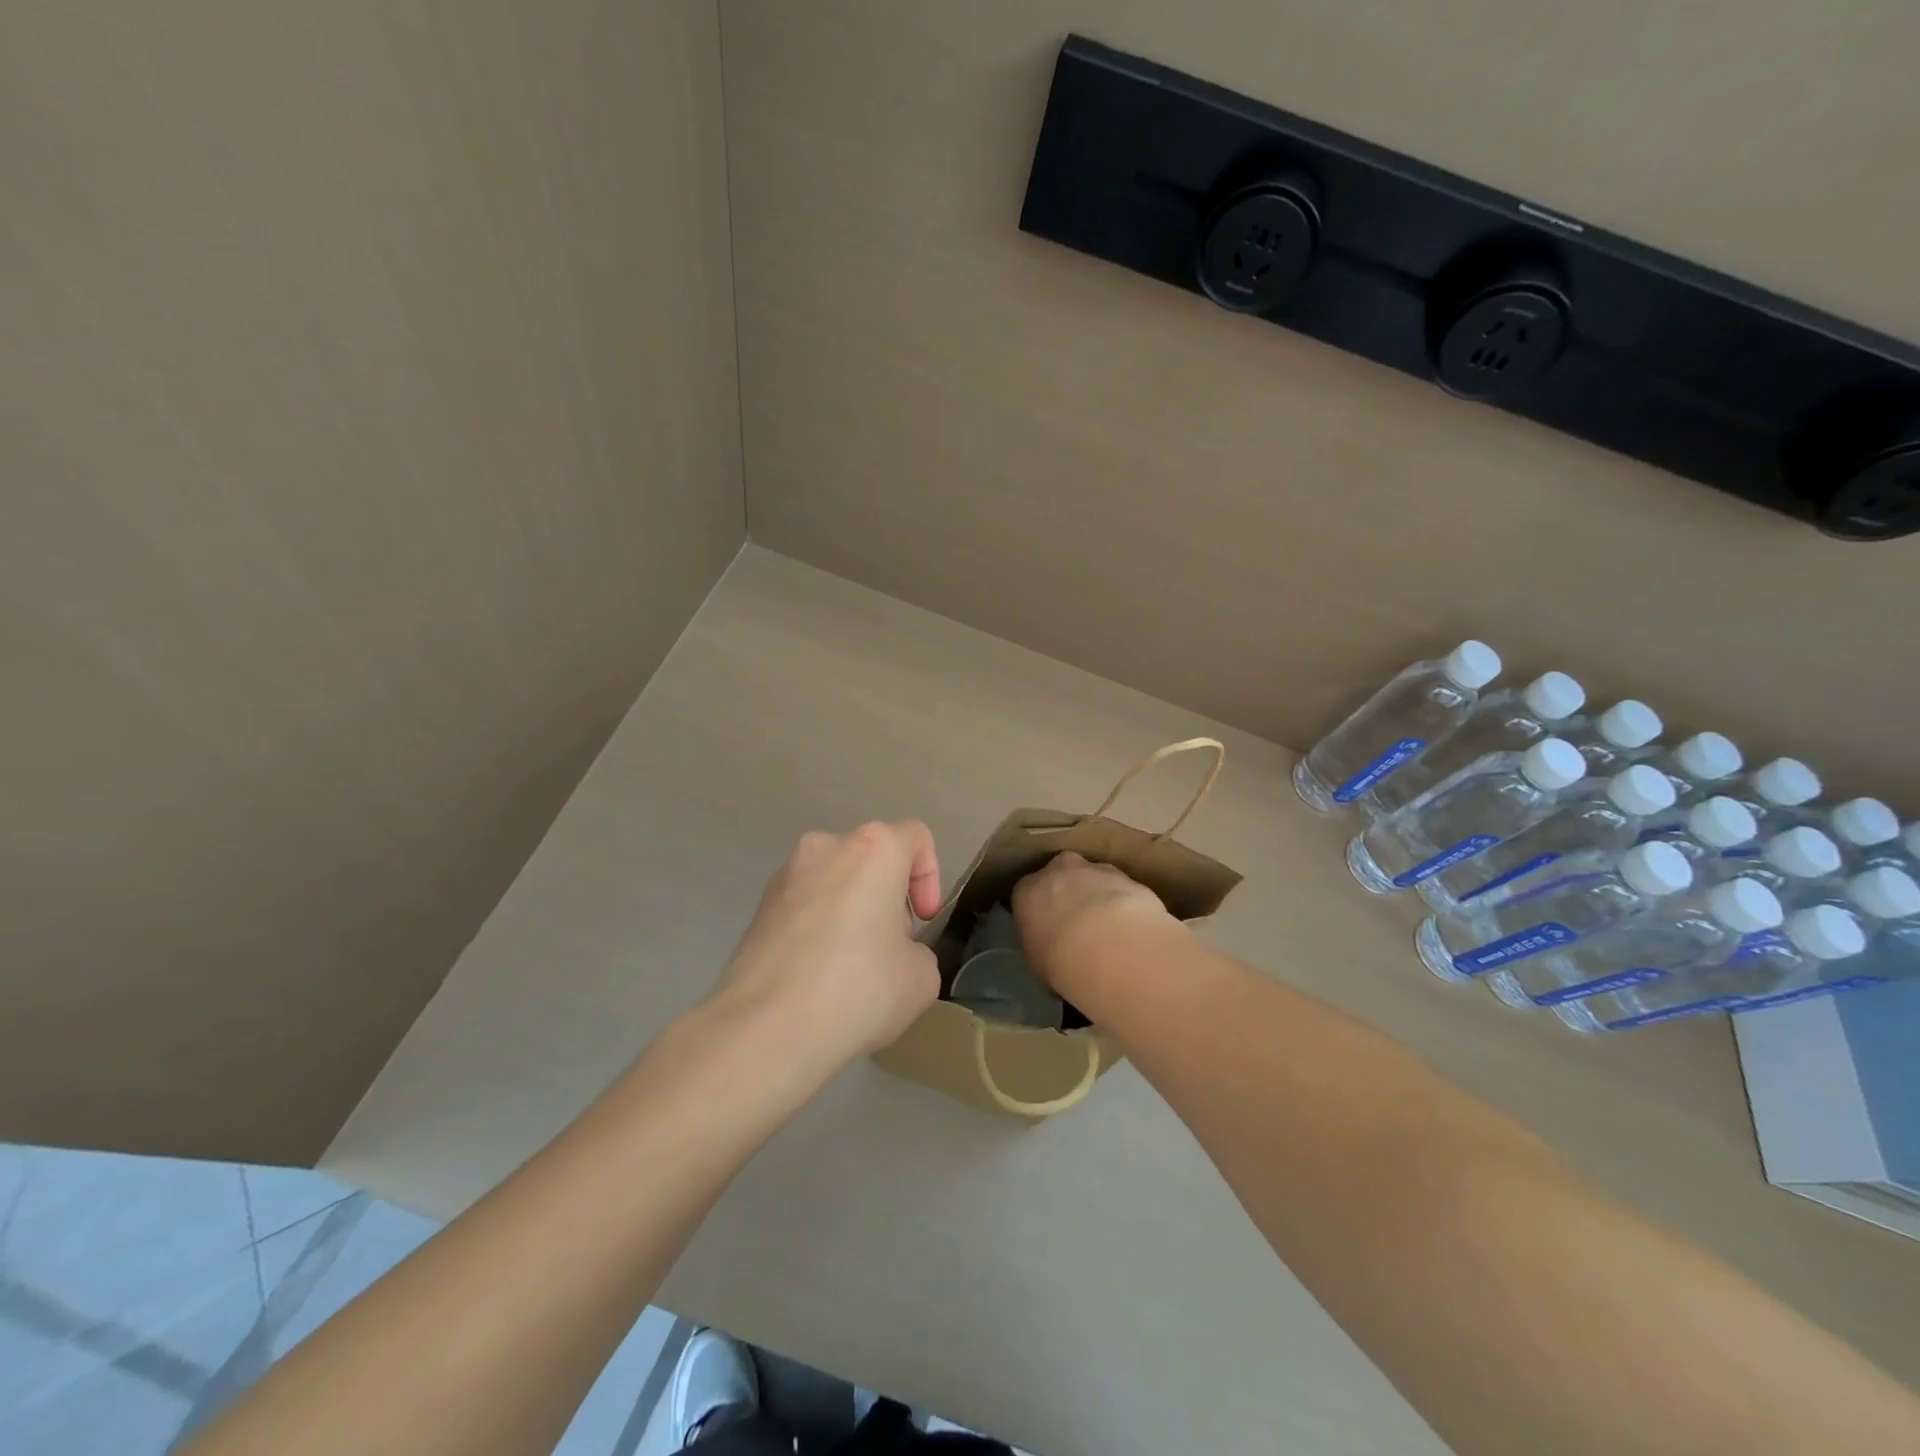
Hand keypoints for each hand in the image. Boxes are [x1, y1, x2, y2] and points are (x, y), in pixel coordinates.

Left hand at [712, 822, 943, 1071]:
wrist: (765, 1029)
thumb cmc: (857, 990)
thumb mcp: (920, 978)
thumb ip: (918, 952)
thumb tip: (894, 954)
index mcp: (872, 849)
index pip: (915, 837)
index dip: (929, 878)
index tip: (922, 922)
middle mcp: (825, 847)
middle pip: (871, 858)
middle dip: (887, 896)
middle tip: (891, 947)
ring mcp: (785, 876)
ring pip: (834, 881)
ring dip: (851, 910)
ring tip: (851, 966)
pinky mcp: (758, 908)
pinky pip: (804, 906)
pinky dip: (818, 928)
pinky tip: (817, 976)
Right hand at [1013, 852, 1178, 989]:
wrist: (1111, 947)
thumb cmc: (1062, 961)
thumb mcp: (1039, 963)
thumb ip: (1042, 947)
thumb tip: (1054, 953)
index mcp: (1027, 891)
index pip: (1028, 896)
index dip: (1041, 914)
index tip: (1050, 932)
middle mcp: (1058, 871)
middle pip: (1062, 877)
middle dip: (1071, 896)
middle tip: (1082, 929)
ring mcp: (1095, 870)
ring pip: (1094, 879)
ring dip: (1101, 899)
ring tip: (1113, 934)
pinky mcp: (1127, 877)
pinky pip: (1122, 891)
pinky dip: (1126, 906)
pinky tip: (1132, 931)